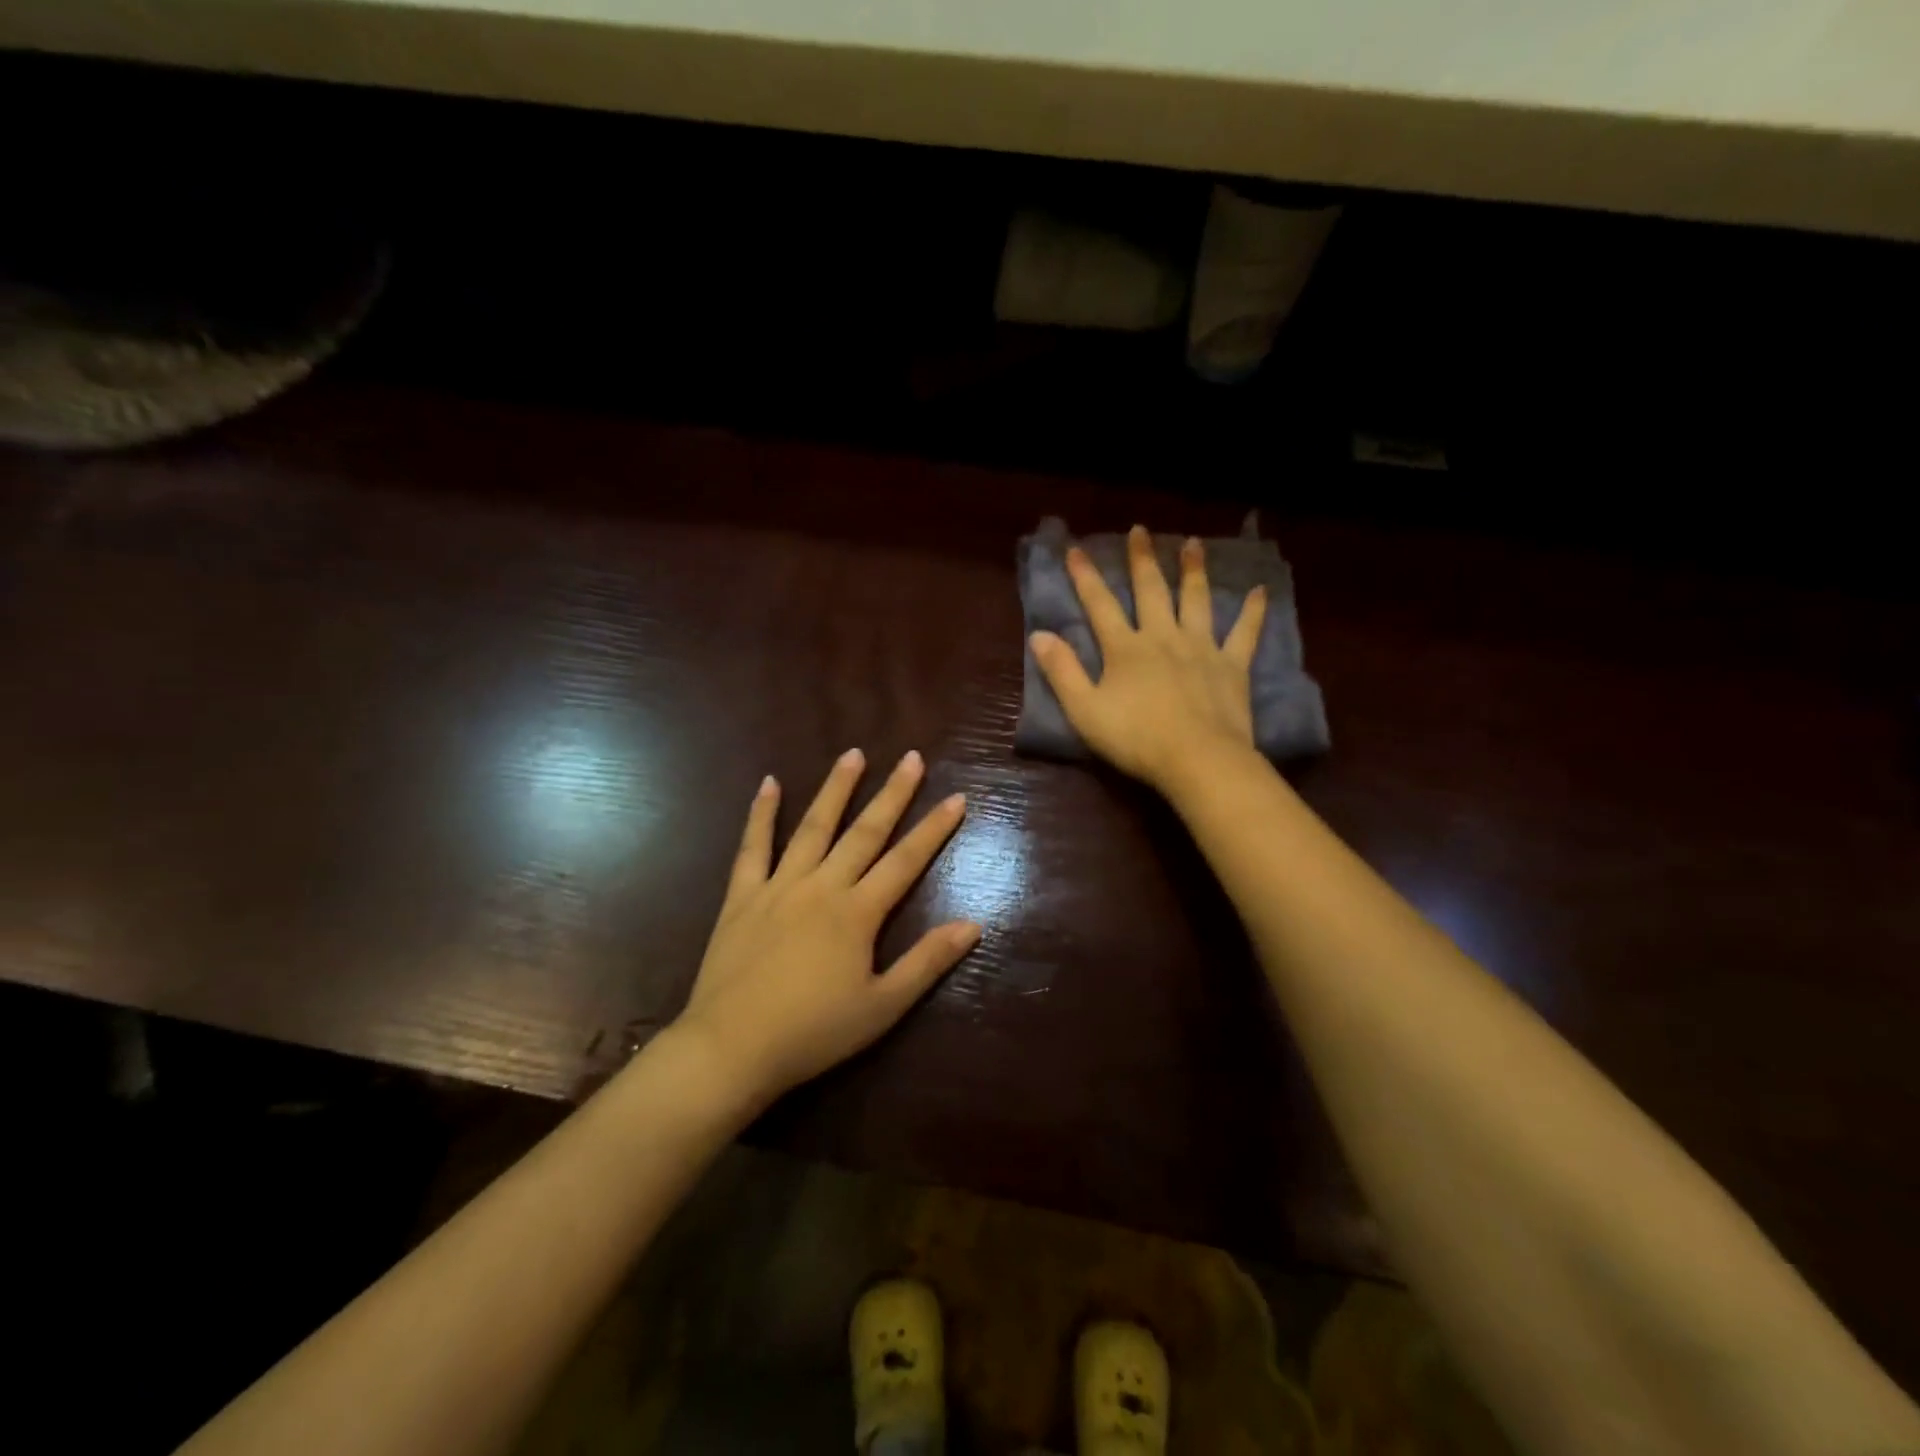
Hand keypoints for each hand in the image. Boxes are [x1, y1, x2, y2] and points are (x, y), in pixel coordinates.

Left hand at [674, 749, 975, 1107]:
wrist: (731, 1049)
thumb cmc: (813, 1033)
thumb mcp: (883, 1007)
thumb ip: (927, 962)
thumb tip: (973, 925)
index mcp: (857, 913)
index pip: (906, 860)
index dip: (934, 829)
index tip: (956, 797)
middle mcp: (821, 886)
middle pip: (864, 832)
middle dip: (892, 793)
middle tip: (911, 757)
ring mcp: (779, 886)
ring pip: (813, 827)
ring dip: (835, 789)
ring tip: (853, 754)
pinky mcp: (742, 896)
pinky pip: (752, 847)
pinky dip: (761, 814)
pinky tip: (769, 783)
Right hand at [1031, 525, 1265, 795]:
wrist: (1197, 759)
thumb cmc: (1135, 738)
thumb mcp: (1084, 710)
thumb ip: (1062, 671)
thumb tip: (1040, 635)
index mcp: (1125, 648)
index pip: (1100, 604)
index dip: (1086, 576)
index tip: (1075, 549)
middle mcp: (1163, 637)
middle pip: (1151, 591)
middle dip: (1142, 560)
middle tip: (1141, 530)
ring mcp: (1201, 648)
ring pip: (1196, 600)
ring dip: (1193, 570)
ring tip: (1194, 543)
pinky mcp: (1232, 666)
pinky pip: (1244, 633)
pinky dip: (1253, 612)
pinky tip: (1260, 591)